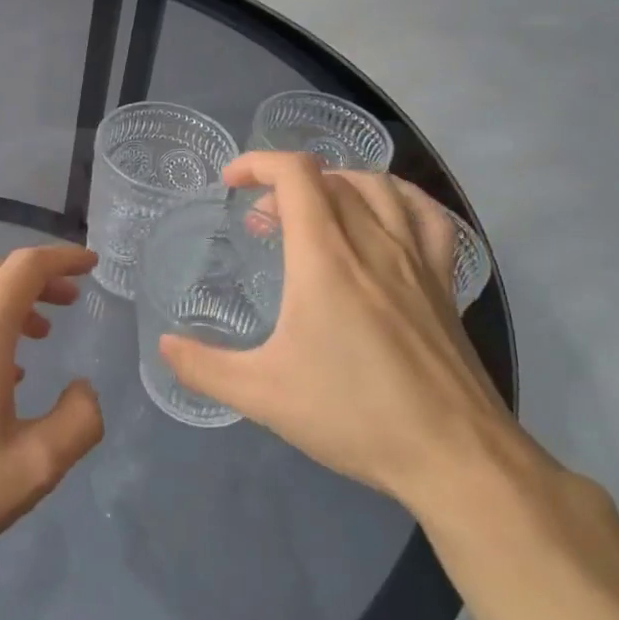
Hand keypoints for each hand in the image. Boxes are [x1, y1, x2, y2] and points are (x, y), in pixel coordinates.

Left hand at [0, 245, 104, 595]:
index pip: (25, 268)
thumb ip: (79, 419)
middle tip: (72, 299)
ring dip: (11, 303)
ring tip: (42, 333)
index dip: (62, 259)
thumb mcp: (36, 465)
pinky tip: (0, 369)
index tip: (91, 264)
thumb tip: (83, 388)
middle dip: (39, 278)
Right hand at [160, 154, 531, 515]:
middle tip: (261, 225)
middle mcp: (373, 244)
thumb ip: (203, 368)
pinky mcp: (444, 283)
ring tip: (313, 214)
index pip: (296, 175)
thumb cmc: (353, 416)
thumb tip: (164, 346)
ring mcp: (417, 260)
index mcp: (325, 259)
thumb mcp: (261, 395)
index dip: (258, 163)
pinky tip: (384, 217)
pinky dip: (398, 199)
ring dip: (336, 185)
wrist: (454, 456)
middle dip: (284, 187)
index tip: (230, 183)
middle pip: (329, 179)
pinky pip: (427, 216)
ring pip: (378, 187)